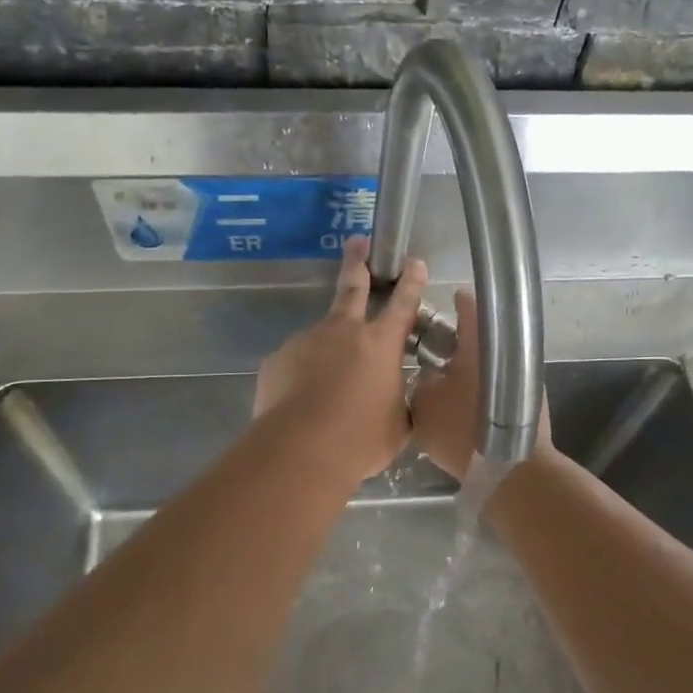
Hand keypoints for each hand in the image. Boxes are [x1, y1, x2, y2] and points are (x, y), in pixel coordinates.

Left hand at [253, 237, 427, 484]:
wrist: (299, 451)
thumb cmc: (359, 440)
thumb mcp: (397, 424)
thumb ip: (397, 400)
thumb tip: (393, 396)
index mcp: (381, 344)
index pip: (403, 304)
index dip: (411, 281)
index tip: (414, 262)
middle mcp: (344, 331)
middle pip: (352, 287)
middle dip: (357, 262)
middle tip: (357, 242)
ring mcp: (307, 340)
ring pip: (322, 334)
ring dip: (328, 347)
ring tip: (327, 385)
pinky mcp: (278, 358)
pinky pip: (296, 361)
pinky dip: (302, 374)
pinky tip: (302, 400)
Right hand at [409, 290, 551, 479]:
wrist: (513, 470)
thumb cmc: (463, 431)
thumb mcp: (423, 406)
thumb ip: (421, 383)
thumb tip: (429, 376)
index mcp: (480, 343)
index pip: (470, 306)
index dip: (457, 302)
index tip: (448, 300)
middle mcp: (507, 352)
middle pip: (483, 336)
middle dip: (461, 341)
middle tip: (438, 350)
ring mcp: (526, 377)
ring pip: (493, 364)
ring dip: (474, 368)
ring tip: (450, 381)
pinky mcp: (532, 403)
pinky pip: (501, 387)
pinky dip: (486, 390)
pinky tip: (469, 406)